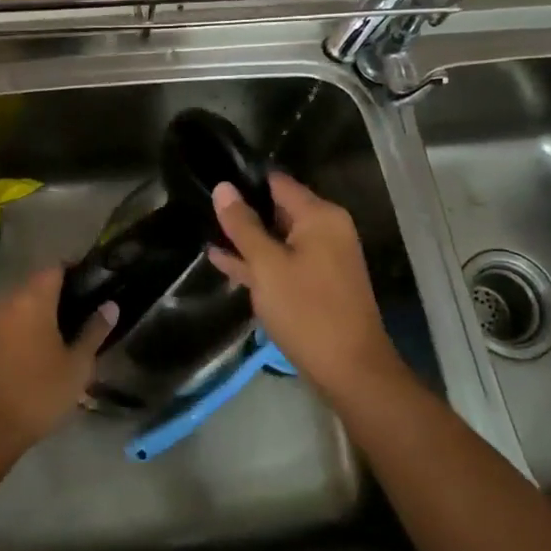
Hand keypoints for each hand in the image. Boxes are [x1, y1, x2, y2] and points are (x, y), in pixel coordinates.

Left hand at [0, 267, 114, 452]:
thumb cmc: (40, 391)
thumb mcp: (78, 364)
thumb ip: (95, 331)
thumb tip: (110, 305)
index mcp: (34, 300)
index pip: (56, 267)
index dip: (76, 270)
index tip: (96, 283)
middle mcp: (11, 302)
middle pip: (39, 282)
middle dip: (62, 289)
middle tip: (88, 307)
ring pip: (25, 301)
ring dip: (45, 307)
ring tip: (72, 326)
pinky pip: (14, 318)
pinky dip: (31, 322)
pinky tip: (48, 343)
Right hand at [208, 174, 400, 401]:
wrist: (349, 370)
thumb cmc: (307, 310)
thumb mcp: (267, 266)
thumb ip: (243, 226)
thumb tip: (222, 187)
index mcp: (320, 216)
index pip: (277, 182)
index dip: (245, 181)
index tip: (212, 181)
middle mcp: (326, 229)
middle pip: (278, 209)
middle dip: (243, 211)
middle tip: (201, 206)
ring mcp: (323, 258)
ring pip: (278, 238)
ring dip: (247, 239)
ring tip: (205, 231)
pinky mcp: (317, 283)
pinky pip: (284, 262)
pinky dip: (259, 262)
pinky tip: (223, 262)